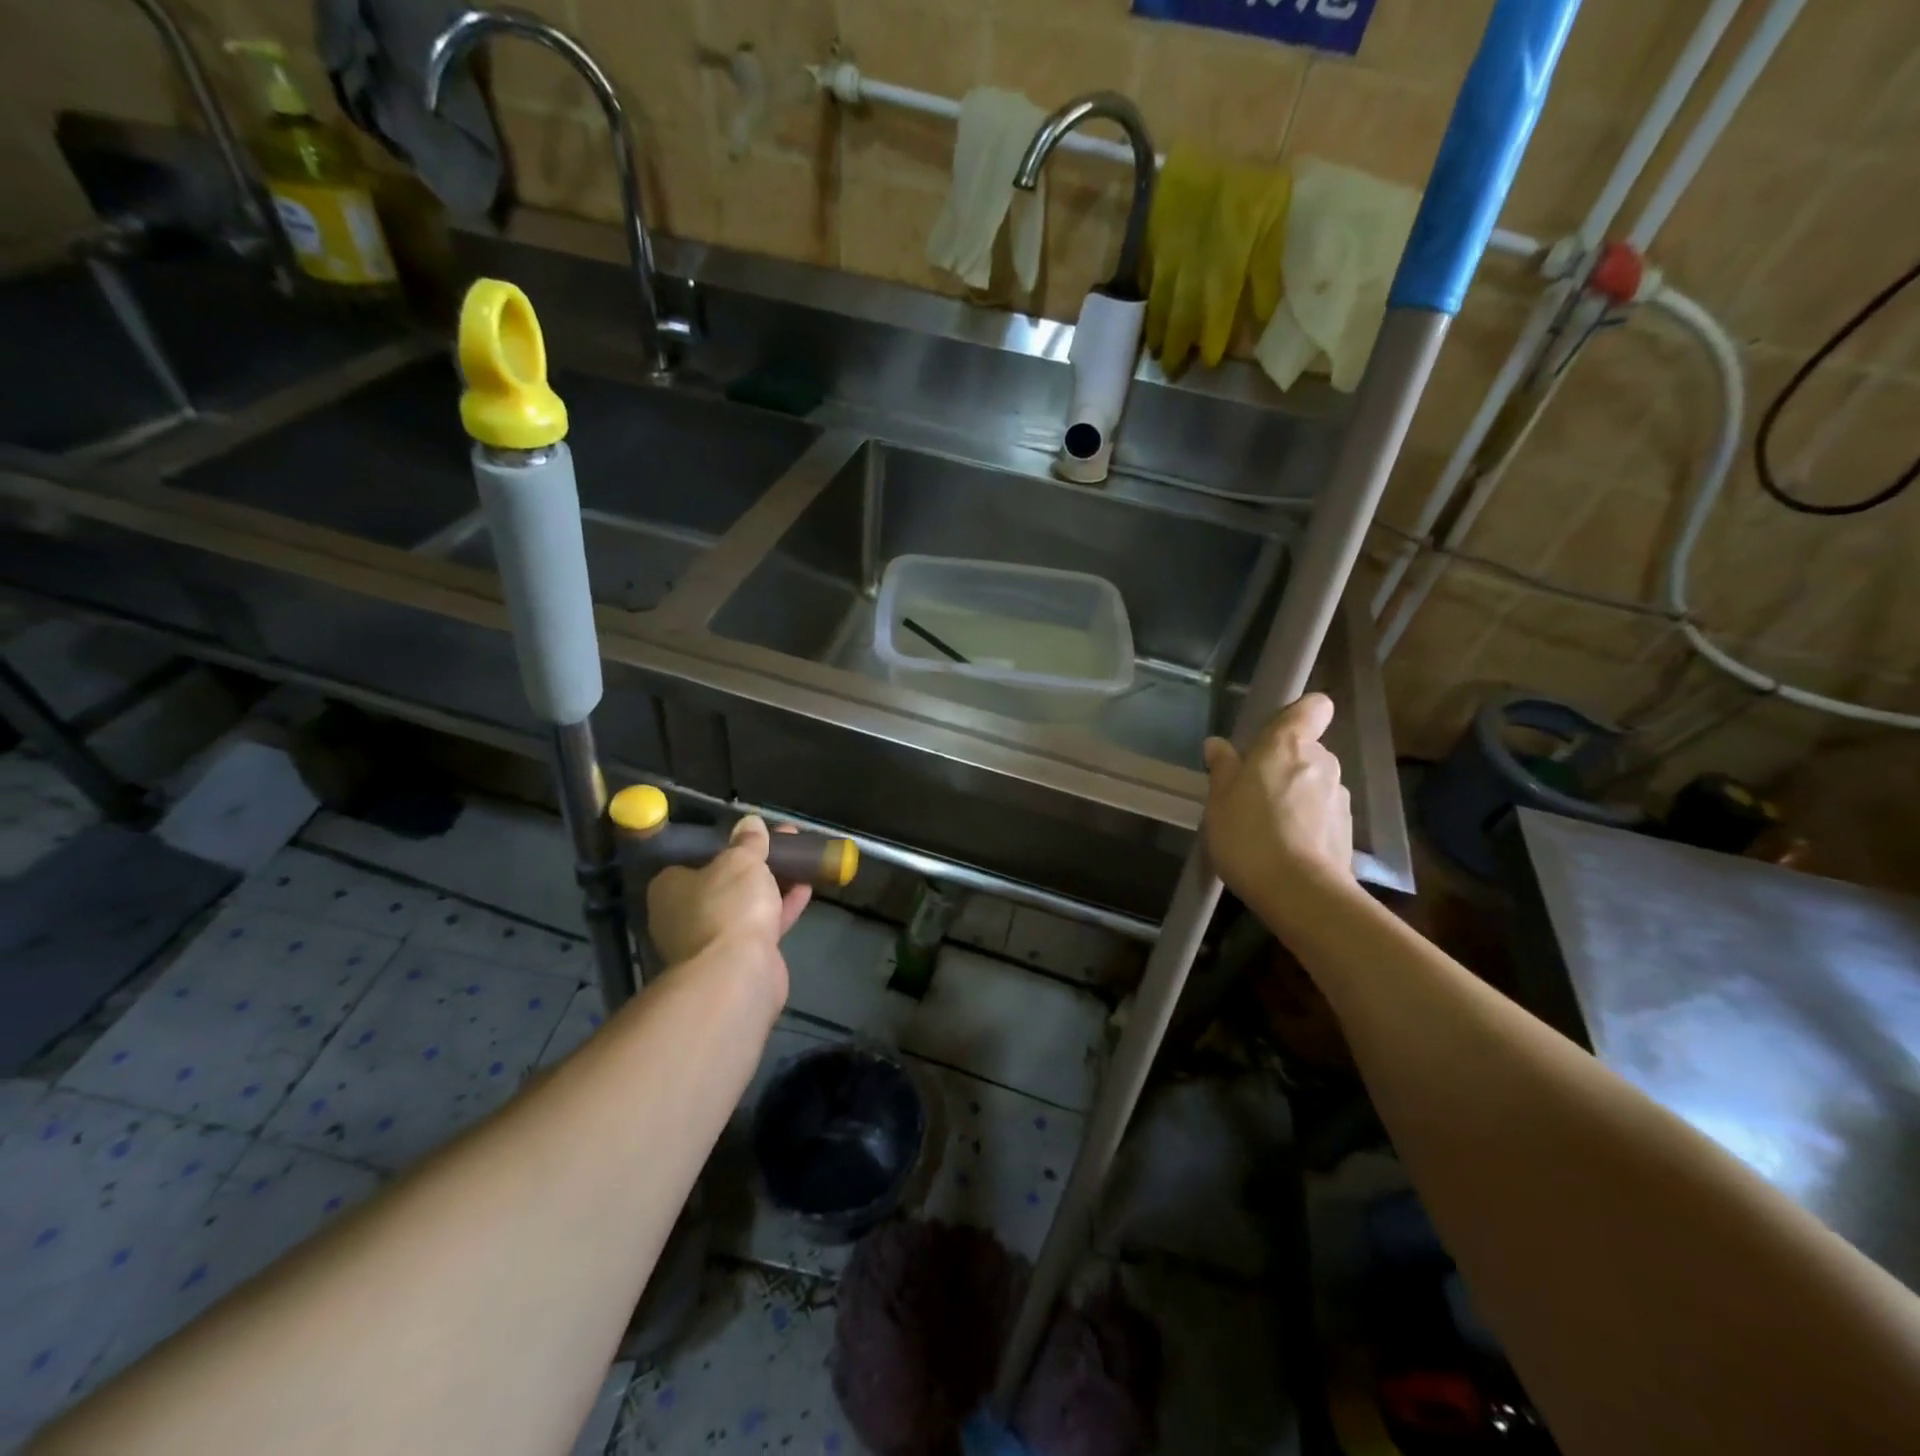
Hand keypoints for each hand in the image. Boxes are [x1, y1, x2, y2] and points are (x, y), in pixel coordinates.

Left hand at [646, 816, 812, 968]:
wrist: (736, 973)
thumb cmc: (728, 906)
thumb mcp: (741, 861)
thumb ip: (748, 842)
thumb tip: (749, 823)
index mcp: (670, 888)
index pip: (695, 860)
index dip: (726, 846)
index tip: (754, 836)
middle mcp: (683, 915)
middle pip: (724, 882)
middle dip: (755, 864)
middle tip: (783, 844)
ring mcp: (710, 940)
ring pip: (745, 904)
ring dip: (772, 885)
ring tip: (801, 861)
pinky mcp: (737, 958)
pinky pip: (761, 924)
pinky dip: (781, 907)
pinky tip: (806, 889)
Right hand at [1202, 693, 1356, 926]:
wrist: (1299, 891)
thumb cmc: (1249, 834)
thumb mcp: (1219, 799)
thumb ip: (1223, 767)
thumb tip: (1218, 744)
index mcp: (1288, 745)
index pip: (1313, 707)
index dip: (1298, 715)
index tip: (1273, 735)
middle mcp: (1322, 761)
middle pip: (1307, 749)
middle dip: (1284, 765)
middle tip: (1252, 792)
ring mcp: (1339, 796)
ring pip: (1314, 783)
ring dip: (1295, 795)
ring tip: (1267, 826)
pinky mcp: (1347, 829)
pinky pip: (1322, 813)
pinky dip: (1307, 822)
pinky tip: (1285, 847)